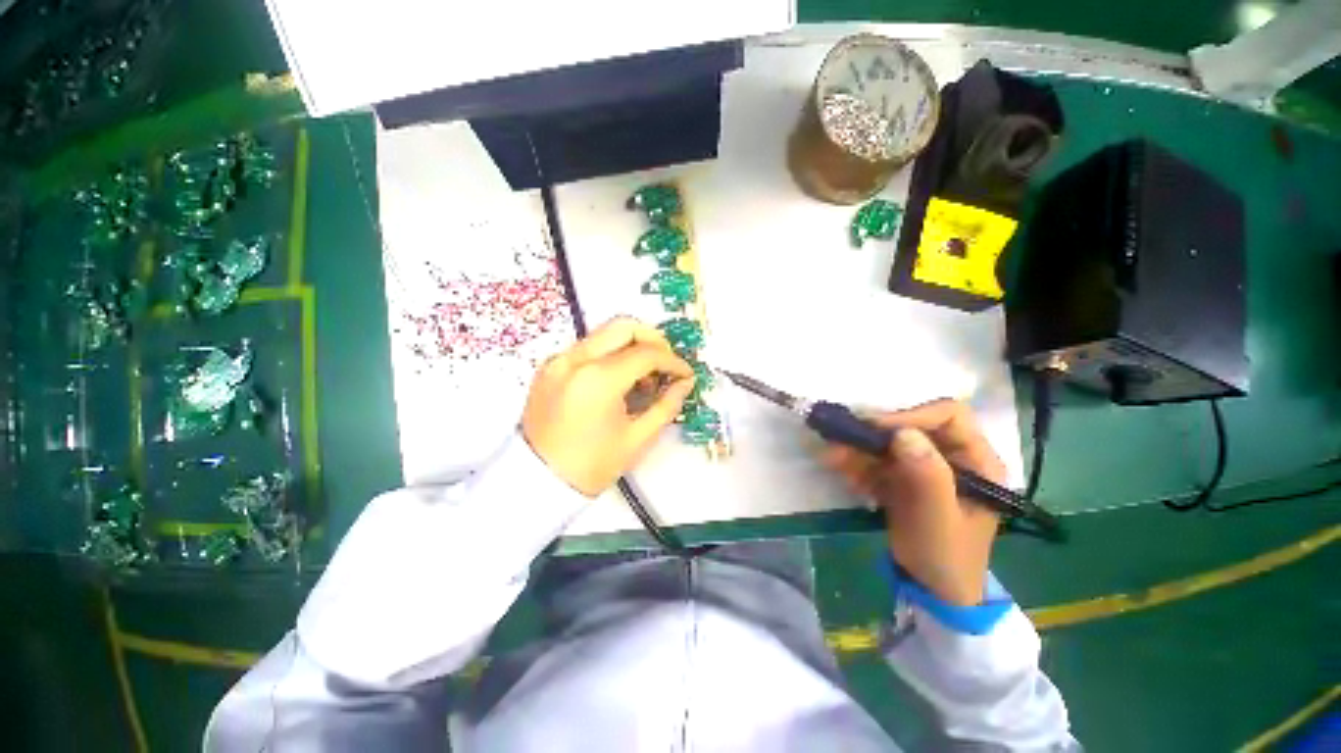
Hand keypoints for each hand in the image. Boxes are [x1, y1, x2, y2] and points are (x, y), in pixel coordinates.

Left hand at [522, 317, 693, 496]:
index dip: (673, 362)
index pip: (646, 354)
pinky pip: (587, 348)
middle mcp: (575, 359)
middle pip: (623, 326)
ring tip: (643, 376)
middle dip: (653, 339)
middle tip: (666, 363)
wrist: (537, 482)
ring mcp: (558, 360)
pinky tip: (618, 380)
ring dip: (631, 345)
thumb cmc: (591, 466)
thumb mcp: (637, 438)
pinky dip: (609, 354)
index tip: (685, 374)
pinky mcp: (549, 366)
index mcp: (598, 380)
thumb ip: (667, 405)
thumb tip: (685, 383)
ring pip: (604, 333)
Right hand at [823, 399, 1006, 605]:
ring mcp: (923, 467)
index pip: (948, 416)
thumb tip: (903, 433)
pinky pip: (876, 461)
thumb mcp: (939, 519)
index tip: (876, 427)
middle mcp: (950, 456)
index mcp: (976, 460)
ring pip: (888, 443)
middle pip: (912, 426)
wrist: (932, 590)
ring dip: (859, 447)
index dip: (912, 415)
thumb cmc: (947, 556)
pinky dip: (856, 463)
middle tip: (843, 435)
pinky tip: (838, 468)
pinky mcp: (902, 478)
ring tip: (832, 454)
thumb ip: (928, 477)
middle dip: (876, 431)